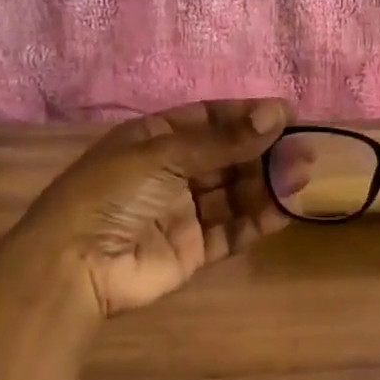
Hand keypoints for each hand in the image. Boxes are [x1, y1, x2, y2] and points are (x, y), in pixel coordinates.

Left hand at [5, 98, 298, 317]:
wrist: (74, 266)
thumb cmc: (112, 194)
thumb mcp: (163, 156)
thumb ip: (222, 141)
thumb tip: (276, 113)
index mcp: (155, 140)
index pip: (209, 119)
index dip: (246, 115)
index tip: (287, 114)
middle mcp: (172, 172)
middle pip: (227, 157)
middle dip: (264, 152)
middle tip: (305, 150)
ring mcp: (183, 212)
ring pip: (234, 194)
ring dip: (267, 185)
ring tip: (301, 178)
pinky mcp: (194, 250)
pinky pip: (232, 231)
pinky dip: (257, 221)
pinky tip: (285, 212)